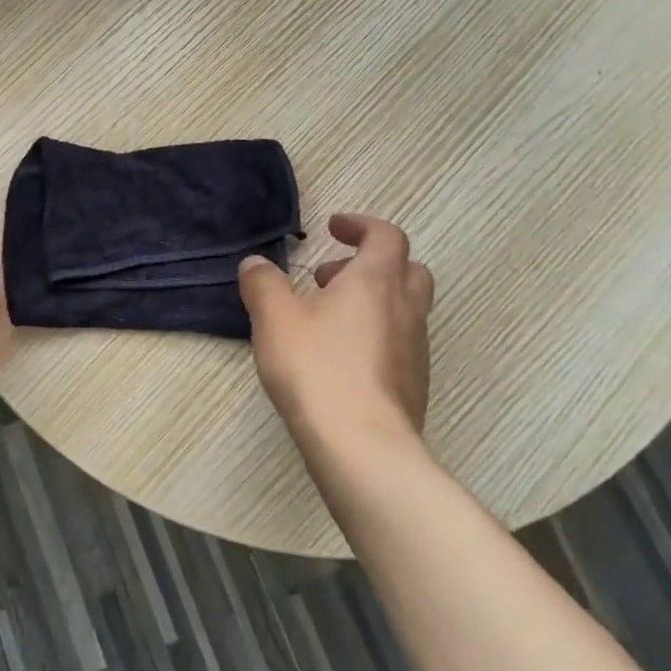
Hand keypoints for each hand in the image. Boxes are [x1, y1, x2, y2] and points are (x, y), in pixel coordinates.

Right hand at [239, 213, 434, 457]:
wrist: (362, 445)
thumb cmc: (317, 369)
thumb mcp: (274, 318)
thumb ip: (263, 284)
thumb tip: (255, 263)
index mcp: (375, 282)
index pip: (386, 236)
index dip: (361, 225)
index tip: (333, 227)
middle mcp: (405, 309)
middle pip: (407, 269)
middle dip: (370, 263)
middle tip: (329, 276)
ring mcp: (415, 348)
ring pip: (404, 307)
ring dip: (371, 300)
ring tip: (324, 319)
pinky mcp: (413, 383)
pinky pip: (399, 342)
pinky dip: (374, 334)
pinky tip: (338, 358)